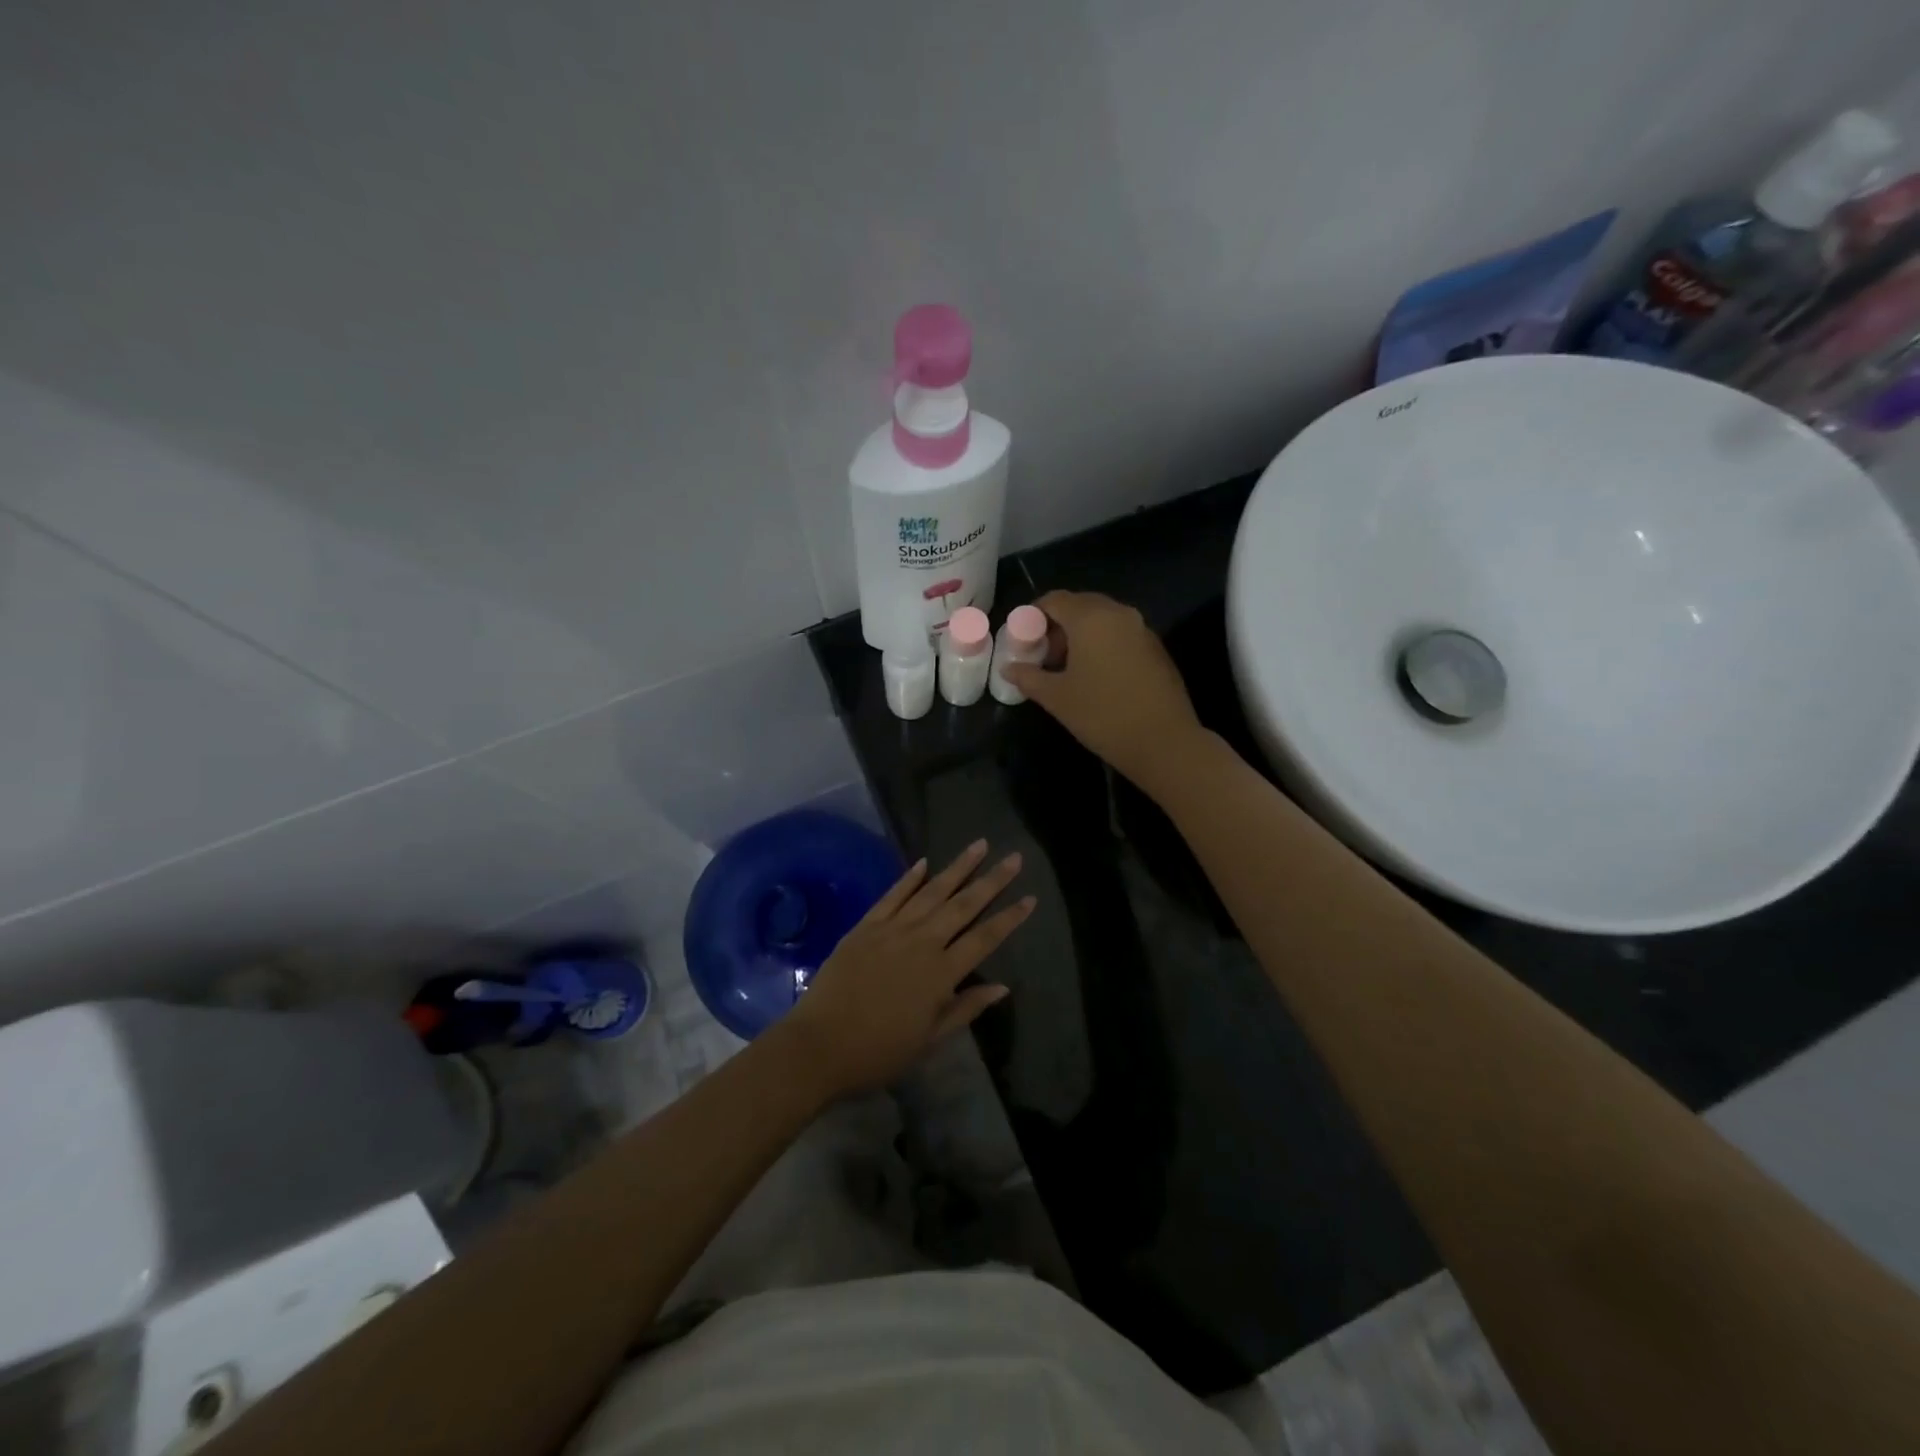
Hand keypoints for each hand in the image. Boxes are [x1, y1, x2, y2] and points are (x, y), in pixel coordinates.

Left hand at [780, 841, 1033, 1098]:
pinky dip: (909, 877)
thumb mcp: (929, 1039)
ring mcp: (892, 929)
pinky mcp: (866, 926)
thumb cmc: (879, 1051)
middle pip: (963, 905)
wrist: (819, 1045)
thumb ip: (965, 1008)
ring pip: (931, 891)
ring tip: (979, 845)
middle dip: (991, 880)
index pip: (984, 938)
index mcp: (941, 973)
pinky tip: (924, 862)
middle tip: (1013, 857)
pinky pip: (892, 895)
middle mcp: (922, 942)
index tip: (1030, 897)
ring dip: (957, 867)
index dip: (1009, 918)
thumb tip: (1002, 987)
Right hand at [1002, 590, 1205, 790]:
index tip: (1022, 640)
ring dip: (1080, 635)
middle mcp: (1119, 613)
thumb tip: (1009, 668)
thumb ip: (1029, 677)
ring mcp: (1142, 629)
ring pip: (1102, 619)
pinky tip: (1096, 676)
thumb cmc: (1102, 715)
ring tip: (1066, 668)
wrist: (1164, 742)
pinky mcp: (1156, 648)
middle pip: (1080, 605)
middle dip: (1057, 625)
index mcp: (1091, 618)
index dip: (1033, 616)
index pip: (1054, 600)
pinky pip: (1121, 634)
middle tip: (1042, 655)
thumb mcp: (1057, 698)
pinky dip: (1102, 644)